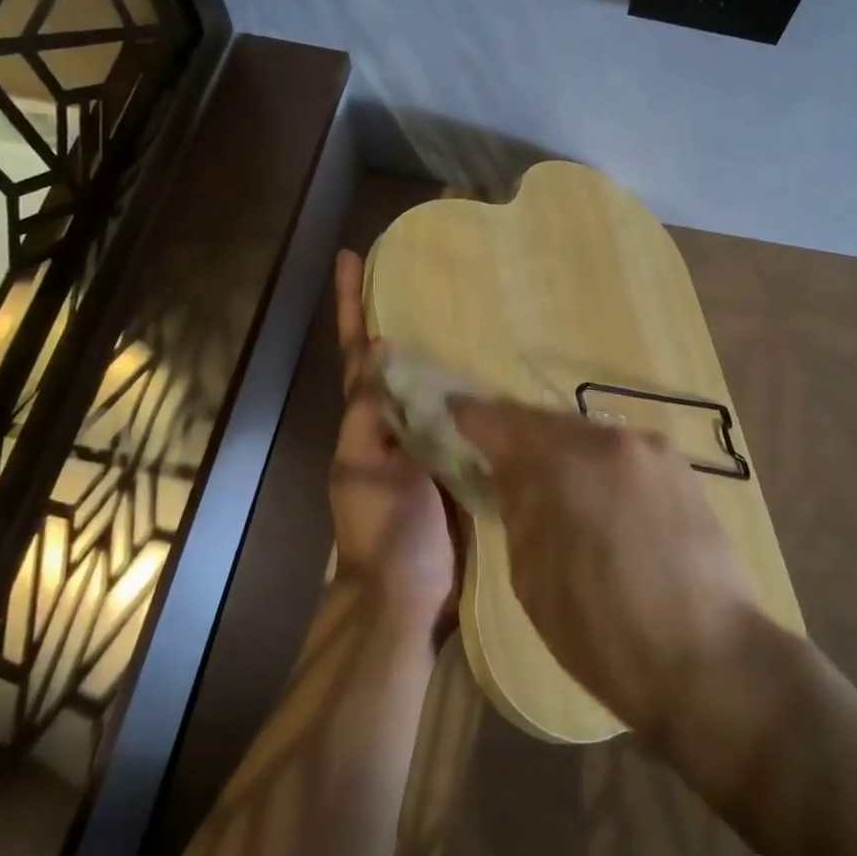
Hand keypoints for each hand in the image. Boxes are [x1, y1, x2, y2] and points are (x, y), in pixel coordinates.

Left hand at [329, 251, 460, 642]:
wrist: (412, 597)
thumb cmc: (383, 532)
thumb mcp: (365, 469)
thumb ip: (371, 412)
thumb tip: (383, 349)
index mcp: (367, 420)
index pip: (358, 352)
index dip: (352, 306)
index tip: (350, 258)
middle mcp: (397, 421)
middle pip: (398, 358)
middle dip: (405, 314)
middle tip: (430, 269)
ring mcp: (430, 439)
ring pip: (436, 382)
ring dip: (448, 346)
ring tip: (477, 304)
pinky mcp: (462, 458)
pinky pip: (469, 415)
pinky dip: (480, 389)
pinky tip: (506, 367)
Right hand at [452, 400, 761, 742]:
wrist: (710, 662)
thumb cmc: (604, 634)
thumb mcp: (532, 578)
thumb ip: (517, 510)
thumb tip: (510, 476)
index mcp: (564, 463)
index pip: (502, 421)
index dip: (471, 418)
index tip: (451, 417)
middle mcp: (609, 440)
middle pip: (547, 422)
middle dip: (518, 437)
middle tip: (496, 458)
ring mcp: (652, 450)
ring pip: (587, 435)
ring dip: (561, 452)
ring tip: (547, 483)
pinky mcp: (682, 469)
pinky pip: (622, 454)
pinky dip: (598, 466)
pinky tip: (596, 498)